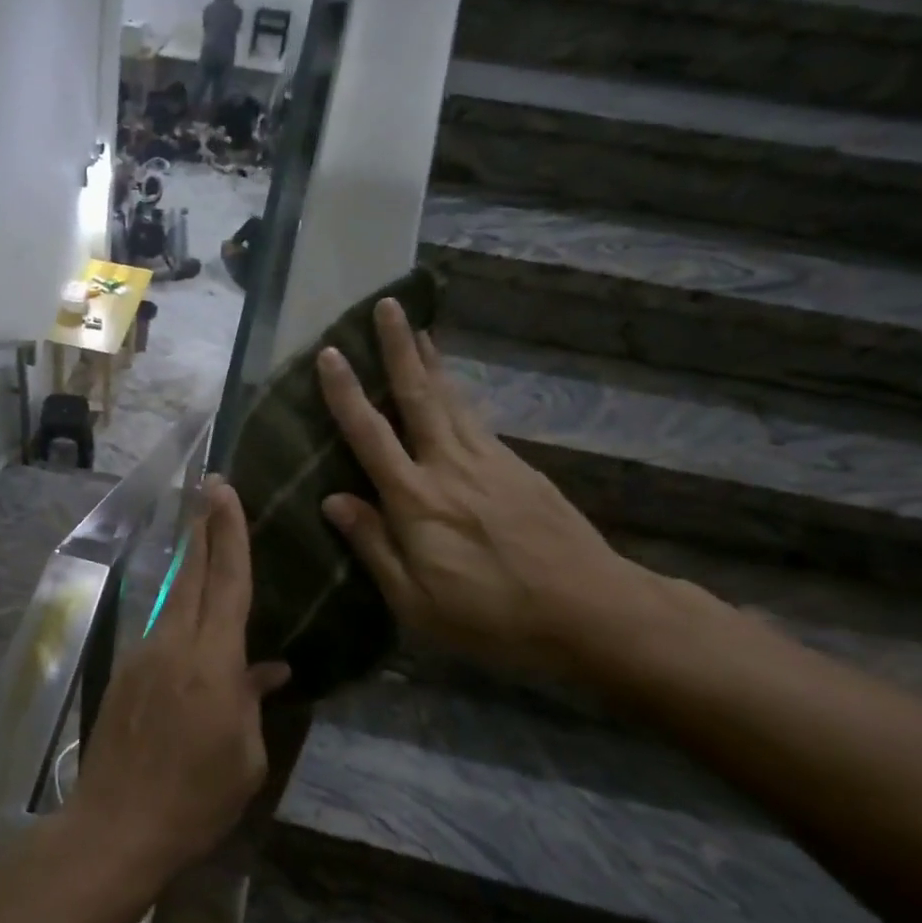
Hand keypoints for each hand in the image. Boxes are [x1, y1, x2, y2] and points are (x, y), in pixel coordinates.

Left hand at [67, 479, 289, 885]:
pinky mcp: (124, 671)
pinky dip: (179, 609)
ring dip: (191, 563)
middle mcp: (174, 644)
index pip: (228, 582)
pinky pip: (160, 628)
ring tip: (203, 536)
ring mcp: (143, 654)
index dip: (230, 533)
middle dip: (203, 526)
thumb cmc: (195, 799)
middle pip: (194, 573)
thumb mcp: (244, 758)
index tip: (225, 490)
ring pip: (174, 596)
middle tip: (209, 486)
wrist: (115, 825)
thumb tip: (269, 669)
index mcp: (213, 662)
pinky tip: (190, 617)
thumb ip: (253, 702)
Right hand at [315, 298, 652, 673]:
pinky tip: (452, 389)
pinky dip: (458, 394)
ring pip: (451, 399)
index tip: (330, 352)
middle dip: (399, 348)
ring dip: (430, 360)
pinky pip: (477, 418)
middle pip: (418, 395)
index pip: (370, 434)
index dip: (346, 392)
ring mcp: (489, 461)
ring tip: (419, 328)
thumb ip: (372, 545)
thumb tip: (331, 499)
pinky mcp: (519, 467)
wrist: (592, 611)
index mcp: (416, 499)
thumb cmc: (492, 616)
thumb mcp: (415, 601)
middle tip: (387, 306)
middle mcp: (449, 465)